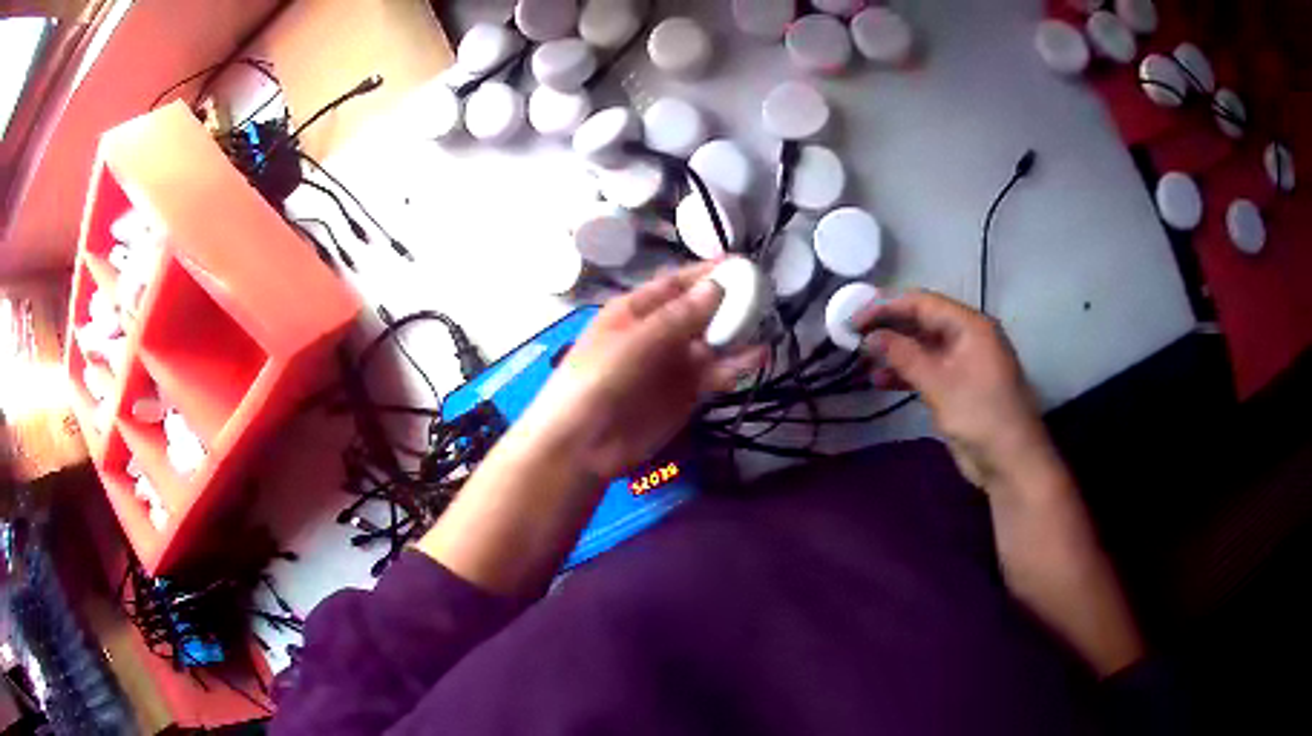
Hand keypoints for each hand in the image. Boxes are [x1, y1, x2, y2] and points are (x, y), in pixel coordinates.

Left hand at [519, 263, 761, 479]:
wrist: (583, 444)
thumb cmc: (598, 381)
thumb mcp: (634, 342)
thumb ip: (678, 318)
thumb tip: (717, 286)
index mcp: (636, 310)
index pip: (677, 284)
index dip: (707, 273)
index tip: (741, 265)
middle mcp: (658, 332)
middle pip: (700, 310)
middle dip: (730, 301)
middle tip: (764, 294)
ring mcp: (674, 364)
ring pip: (713, 341)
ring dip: (737, 332)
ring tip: (767, 323)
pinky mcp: (687, 394)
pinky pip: (716, 374)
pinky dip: (737, 365)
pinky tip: (759, 357)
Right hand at [852, 290, 1053, 492]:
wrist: (1011, 461)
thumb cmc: (980, 415)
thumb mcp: (939, 383)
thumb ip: (903, 355)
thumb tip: (869, 336)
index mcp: (970, 325)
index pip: (922, 303)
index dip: (886, 307)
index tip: (854, 318)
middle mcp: (967, 336)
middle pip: (922, 321)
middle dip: (888, 327)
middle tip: (853, 336)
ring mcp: (964, 362)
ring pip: (923, 346)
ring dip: (894, 352)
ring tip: (863, 360)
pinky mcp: (959, 385)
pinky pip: (928, 369)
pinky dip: (905, 372)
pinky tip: (881, 380)